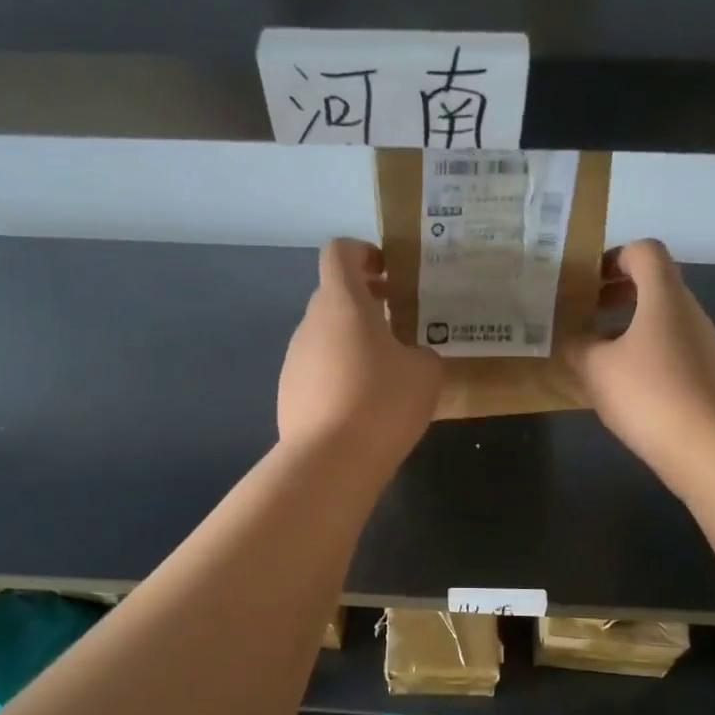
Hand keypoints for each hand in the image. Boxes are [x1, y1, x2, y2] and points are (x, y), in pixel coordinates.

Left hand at [278, 238, 443, 467]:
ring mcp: (294, 359)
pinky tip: (363, 405)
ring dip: (353, 340)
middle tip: (399, 321)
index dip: (363, 252)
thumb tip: (413, 357)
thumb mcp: (426, 373)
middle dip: (365, 301)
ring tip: (386, 371)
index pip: (339, 252)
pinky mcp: (288, 393)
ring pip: (326, 335)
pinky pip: (318, 370)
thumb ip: (424, 352)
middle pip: (333, 295)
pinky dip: (339, 373)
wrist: (329, 462)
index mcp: (342, 303)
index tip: (388, 272)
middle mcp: (311, 324)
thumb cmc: (382, 402)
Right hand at [563, 239, 714, 491]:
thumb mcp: (595, 367)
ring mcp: (702, 344)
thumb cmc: (648, 394)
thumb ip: (577, 345)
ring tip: (595, 354)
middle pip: (654, 284)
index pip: (644, 251)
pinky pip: (669, 348)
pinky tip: (621, 385)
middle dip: (615, 294)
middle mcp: (688, 312)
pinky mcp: (705, 374)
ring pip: (661, 319)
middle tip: (583, 315)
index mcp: (664, 296)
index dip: (613, 257)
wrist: (708, 447)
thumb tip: (571, 338)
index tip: (586, 283)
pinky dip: (643, 353)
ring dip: (626, 326)